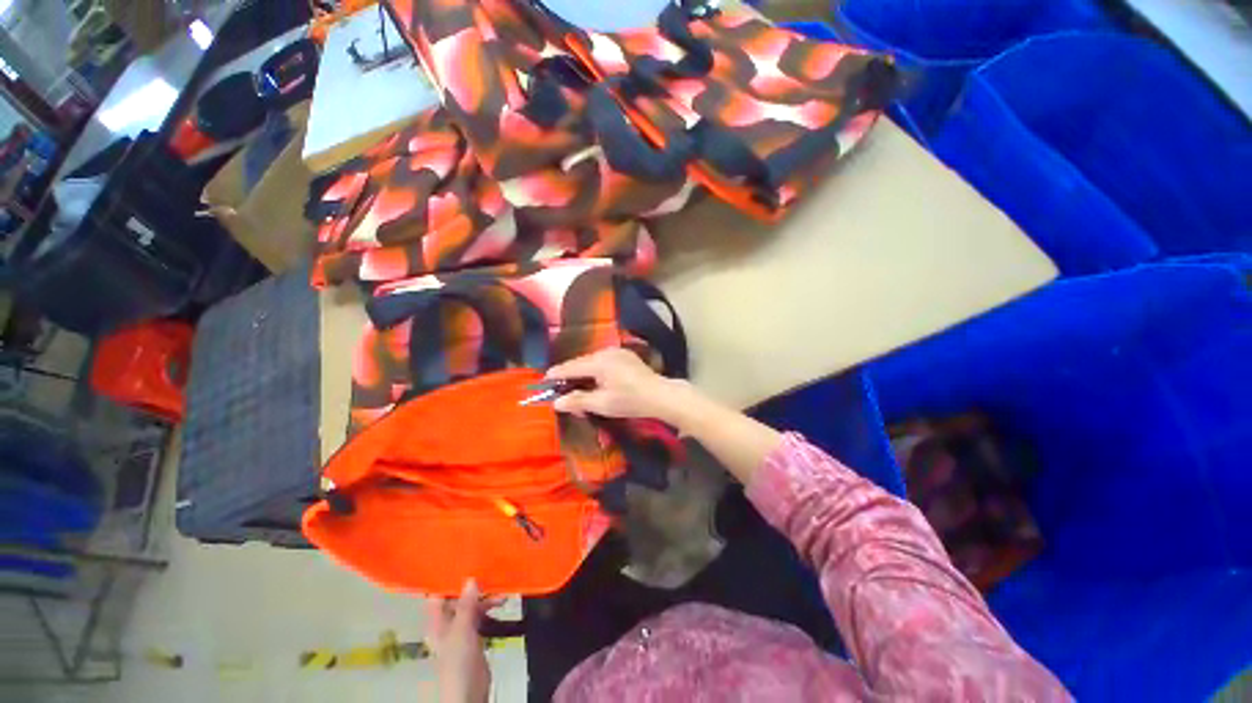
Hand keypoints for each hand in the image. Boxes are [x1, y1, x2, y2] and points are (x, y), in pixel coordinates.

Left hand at [425, 580, 497, 702]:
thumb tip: (471, 578)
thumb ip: (466, 605)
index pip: (438, 593)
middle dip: (472, 585)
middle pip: (457, 597)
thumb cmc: (457, 661)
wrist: (469, 692)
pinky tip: (502, 600)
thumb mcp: (461, 631)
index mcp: (436, 621)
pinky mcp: (474, 635)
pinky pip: (480, 614)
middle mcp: (446, 622)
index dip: (448, 578)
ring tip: (500, 587)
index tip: (463, 559)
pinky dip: (489, 606)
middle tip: (488, 569)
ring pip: (471, 604)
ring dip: (484, 596)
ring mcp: (460, 629)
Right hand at [545, 347, 691, 423]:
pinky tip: (595, 380)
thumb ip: (578, 401)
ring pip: (592, 361)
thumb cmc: (631, 401)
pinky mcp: (625, 355)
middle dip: (570, 374)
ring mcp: (617, 352)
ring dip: (583, 372)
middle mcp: (606, 352)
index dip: (557, 374)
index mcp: (599, 362)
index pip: (571, 367)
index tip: (544, 379)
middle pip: (582, 362)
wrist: (660, 395)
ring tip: (575, 385)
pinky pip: (603, 360)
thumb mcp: (603, 404)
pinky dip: (595, 370)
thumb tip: (556, 402)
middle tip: (559, 387)